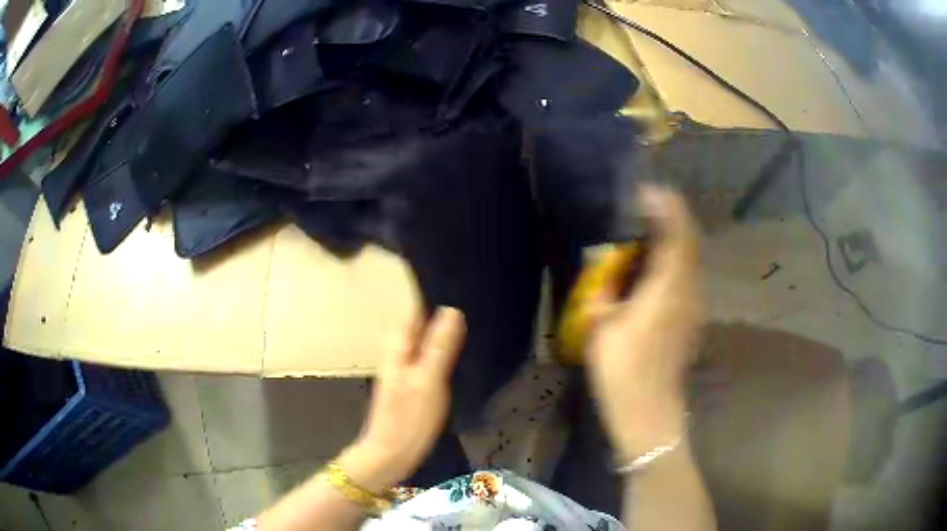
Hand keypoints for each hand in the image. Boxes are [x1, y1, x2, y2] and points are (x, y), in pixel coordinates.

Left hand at [342, 307, 465, 491]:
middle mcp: (399, 352)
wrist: (391, 454)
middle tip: (470, 292)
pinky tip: (460, 349)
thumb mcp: (428, 381)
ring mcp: (405, 368)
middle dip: (439, 306)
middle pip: (420, 321)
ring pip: (425, 338)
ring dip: (442, 327)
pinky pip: (429, 355)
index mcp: (399, 347)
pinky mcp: (413, 383)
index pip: (414, 308)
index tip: (454, 276)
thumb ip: (439, 347)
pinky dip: (443, 347)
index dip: (430, 290)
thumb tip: (452, 310)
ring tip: (470, 314)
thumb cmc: (408, 418)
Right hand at [585, 185, 703, 460]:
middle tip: (643, 208)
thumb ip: (603, 290)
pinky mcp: (692, 318)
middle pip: (688, 241)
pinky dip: (672, 260)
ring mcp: (695, 305)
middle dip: (669, 217)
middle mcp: (689, 290)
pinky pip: (686, 275)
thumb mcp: (600, 328)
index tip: (644, 193)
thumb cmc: (623, 373)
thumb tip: (605, 266)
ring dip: (672, 239)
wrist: (650, 414)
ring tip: (645, 233)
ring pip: (689, 258)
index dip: (664, 207)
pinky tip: (652, 268)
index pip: (677, 233)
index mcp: (667, 288)